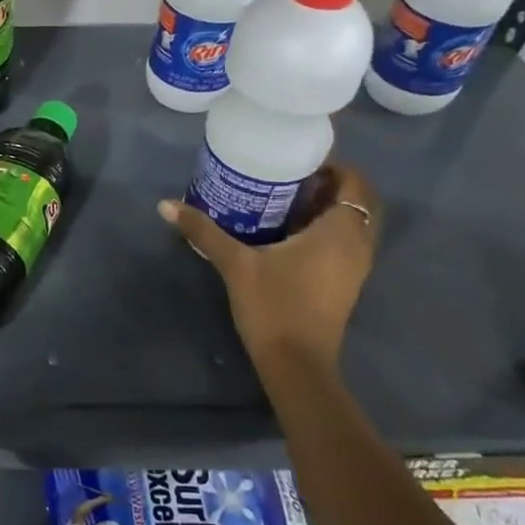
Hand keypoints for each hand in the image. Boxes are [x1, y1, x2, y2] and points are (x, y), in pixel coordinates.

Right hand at [157, 164, 380, 373]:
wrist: (296, 363)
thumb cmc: (273, 305)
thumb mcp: (235, 263)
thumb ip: (203, 230)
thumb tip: (165, 204)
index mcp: (340, 231)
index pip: (355, 184)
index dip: (334, 167)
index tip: (299, 161)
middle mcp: (358, 244)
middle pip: (360, 202)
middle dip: (333, 186)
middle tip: (293, 178)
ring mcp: (356, 268)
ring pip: (355, 225)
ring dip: (332, 209)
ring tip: (290, 202)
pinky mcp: (347, 284)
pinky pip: (348, 244)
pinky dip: (330, 231)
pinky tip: (292, 235)